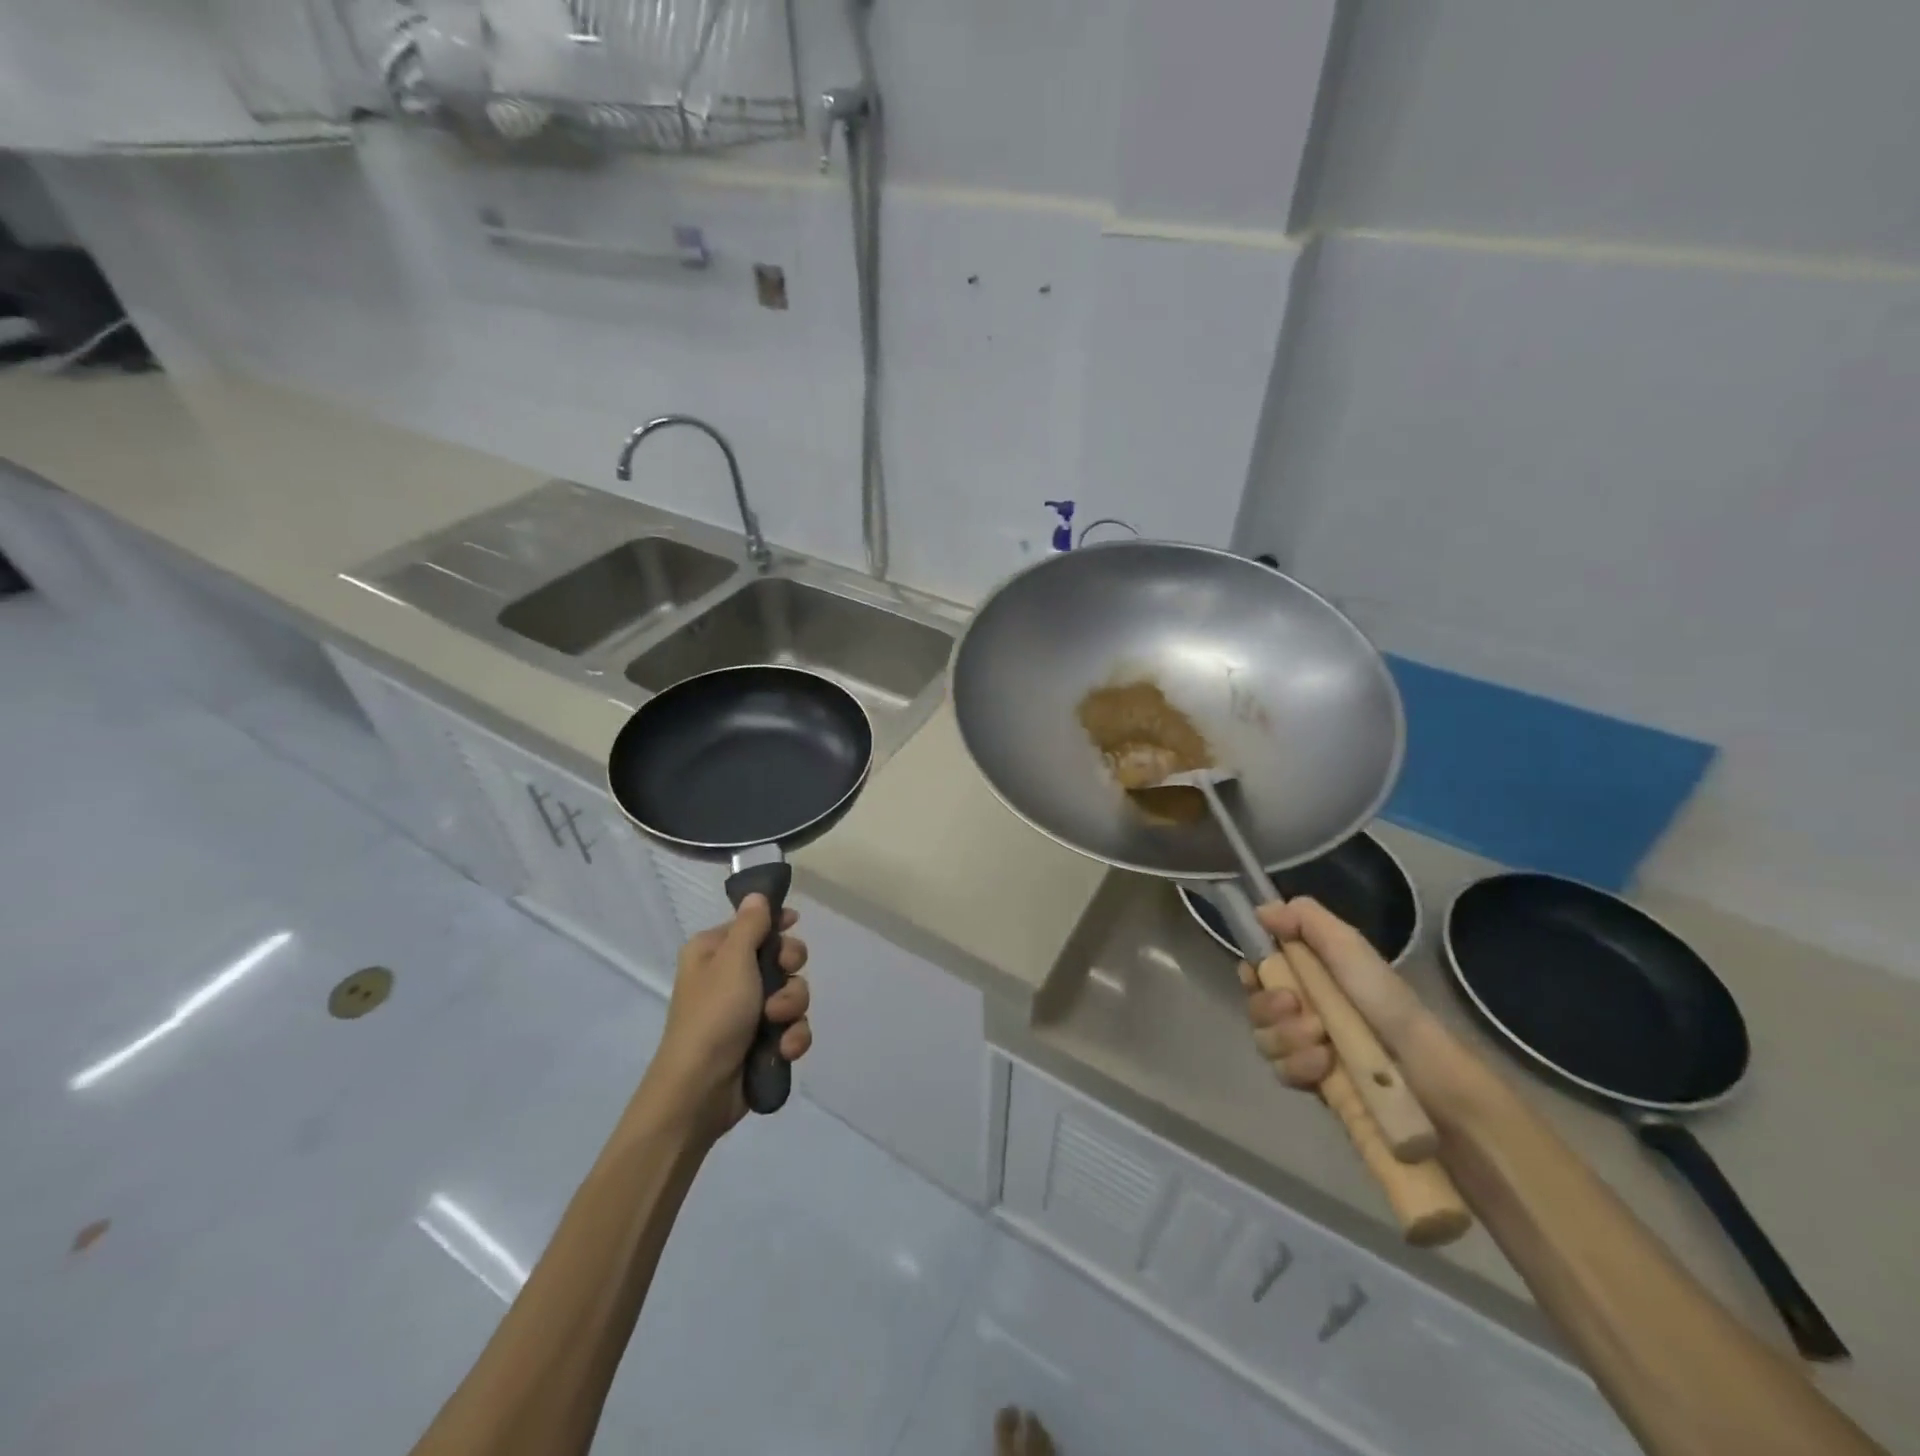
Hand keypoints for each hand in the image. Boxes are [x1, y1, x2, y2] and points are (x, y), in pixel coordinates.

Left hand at [647, 895, 811, 1134]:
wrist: (699, 1091)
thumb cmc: (713, 1015)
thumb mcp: (732, 960)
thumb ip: (751, 925)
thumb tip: (757, 894)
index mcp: (713, 951)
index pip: (753, 923)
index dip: (777, 923)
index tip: (794, 924)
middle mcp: (730, 977)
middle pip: (780, 957)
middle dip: (789, 970)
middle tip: (783, 976)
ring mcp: (747, 1011)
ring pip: (791, 992)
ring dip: (791, 1007)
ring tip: (777, 1023)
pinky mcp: (761, 1041)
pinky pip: (792, 1026)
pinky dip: (792, 1036)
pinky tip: (785, 1048)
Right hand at [1238, 896, 1427, 1088]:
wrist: (1426, 1074)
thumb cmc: (1386, 1003)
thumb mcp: (1349, 948)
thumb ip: (1306, 919)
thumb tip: (1260, 909)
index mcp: (1310, 976)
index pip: (1260, 971)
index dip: (1251, 973)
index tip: (1256, 973)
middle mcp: (1302, 1010)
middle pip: (1256, 1006)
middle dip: (1269, 1007)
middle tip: (1296, 1006)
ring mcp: (1306, 1050)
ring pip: (1265, 1040)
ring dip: (1287, 1037)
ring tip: (1322, 1041)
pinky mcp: (1313, 1085)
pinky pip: (1283, 1072)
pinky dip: (1300, 1066)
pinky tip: (1325, 1065)